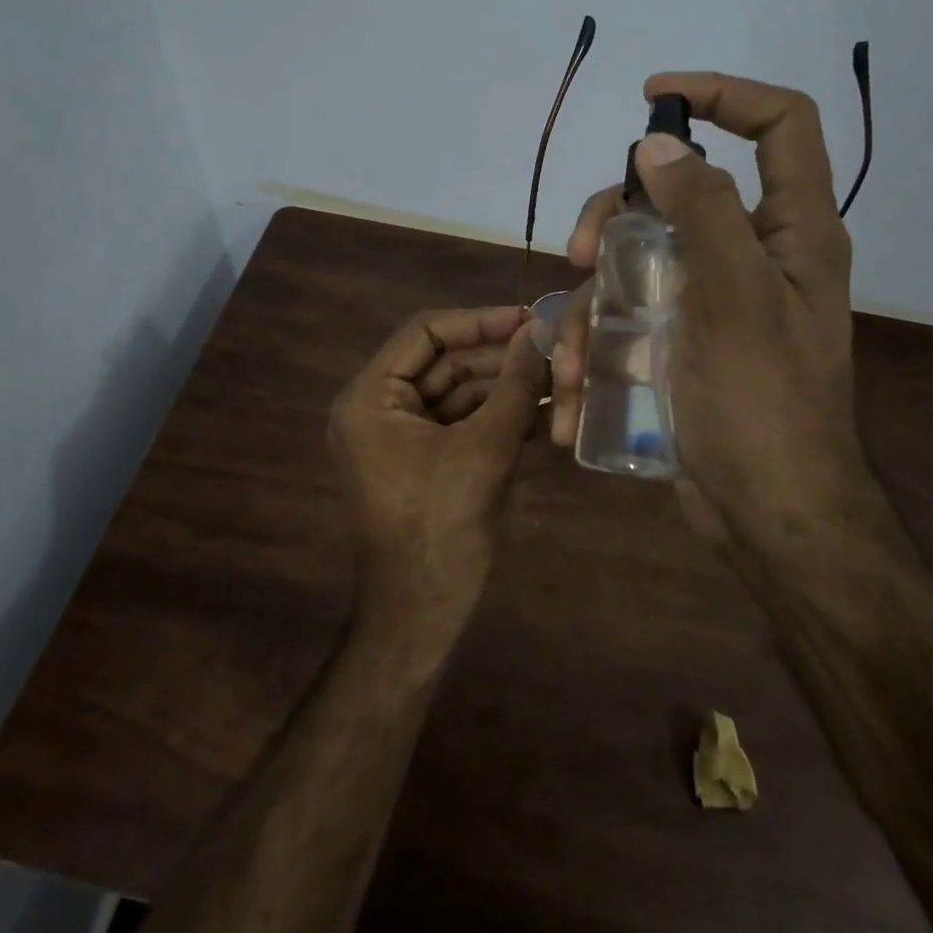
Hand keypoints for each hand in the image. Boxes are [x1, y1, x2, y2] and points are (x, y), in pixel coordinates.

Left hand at [330, 306, 548, 638]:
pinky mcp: (424, 459)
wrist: (422, 614)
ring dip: (506, 388)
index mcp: (371, 397)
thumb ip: (514, 385)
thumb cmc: (443, 527)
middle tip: (554, 348)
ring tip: (560, 379)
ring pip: (459, 392)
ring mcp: (401, 436)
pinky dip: (499, 418)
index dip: (480, 321)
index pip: (426, 332)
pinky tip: (545, 414)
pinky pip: (462, 423)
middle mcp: (379, 408)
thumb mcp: (485, 449)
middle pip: (445, 362)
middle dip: (500, 358)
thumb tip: (541, 332)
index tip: (530, 318)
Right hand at [551, 73, 896, 556]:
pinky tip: (576, 387)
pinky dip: (597, 339)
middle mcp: (753, 252)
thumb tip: (660, 145)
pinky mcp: (679, 337)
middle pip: (675, 191)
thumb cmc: (763, 406)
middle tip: (576, 253)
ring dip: (593, 297)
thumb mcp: (736, 300)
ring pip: (636, 255)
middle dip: (614, 215)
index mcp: (792, 231)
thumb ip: (703, 213)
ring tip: (573, 359)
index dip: (724, 94)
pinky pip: (628, 310)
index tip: (653, 99)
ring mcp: (710, 297)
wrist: (766, 515)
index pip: (780, 125)